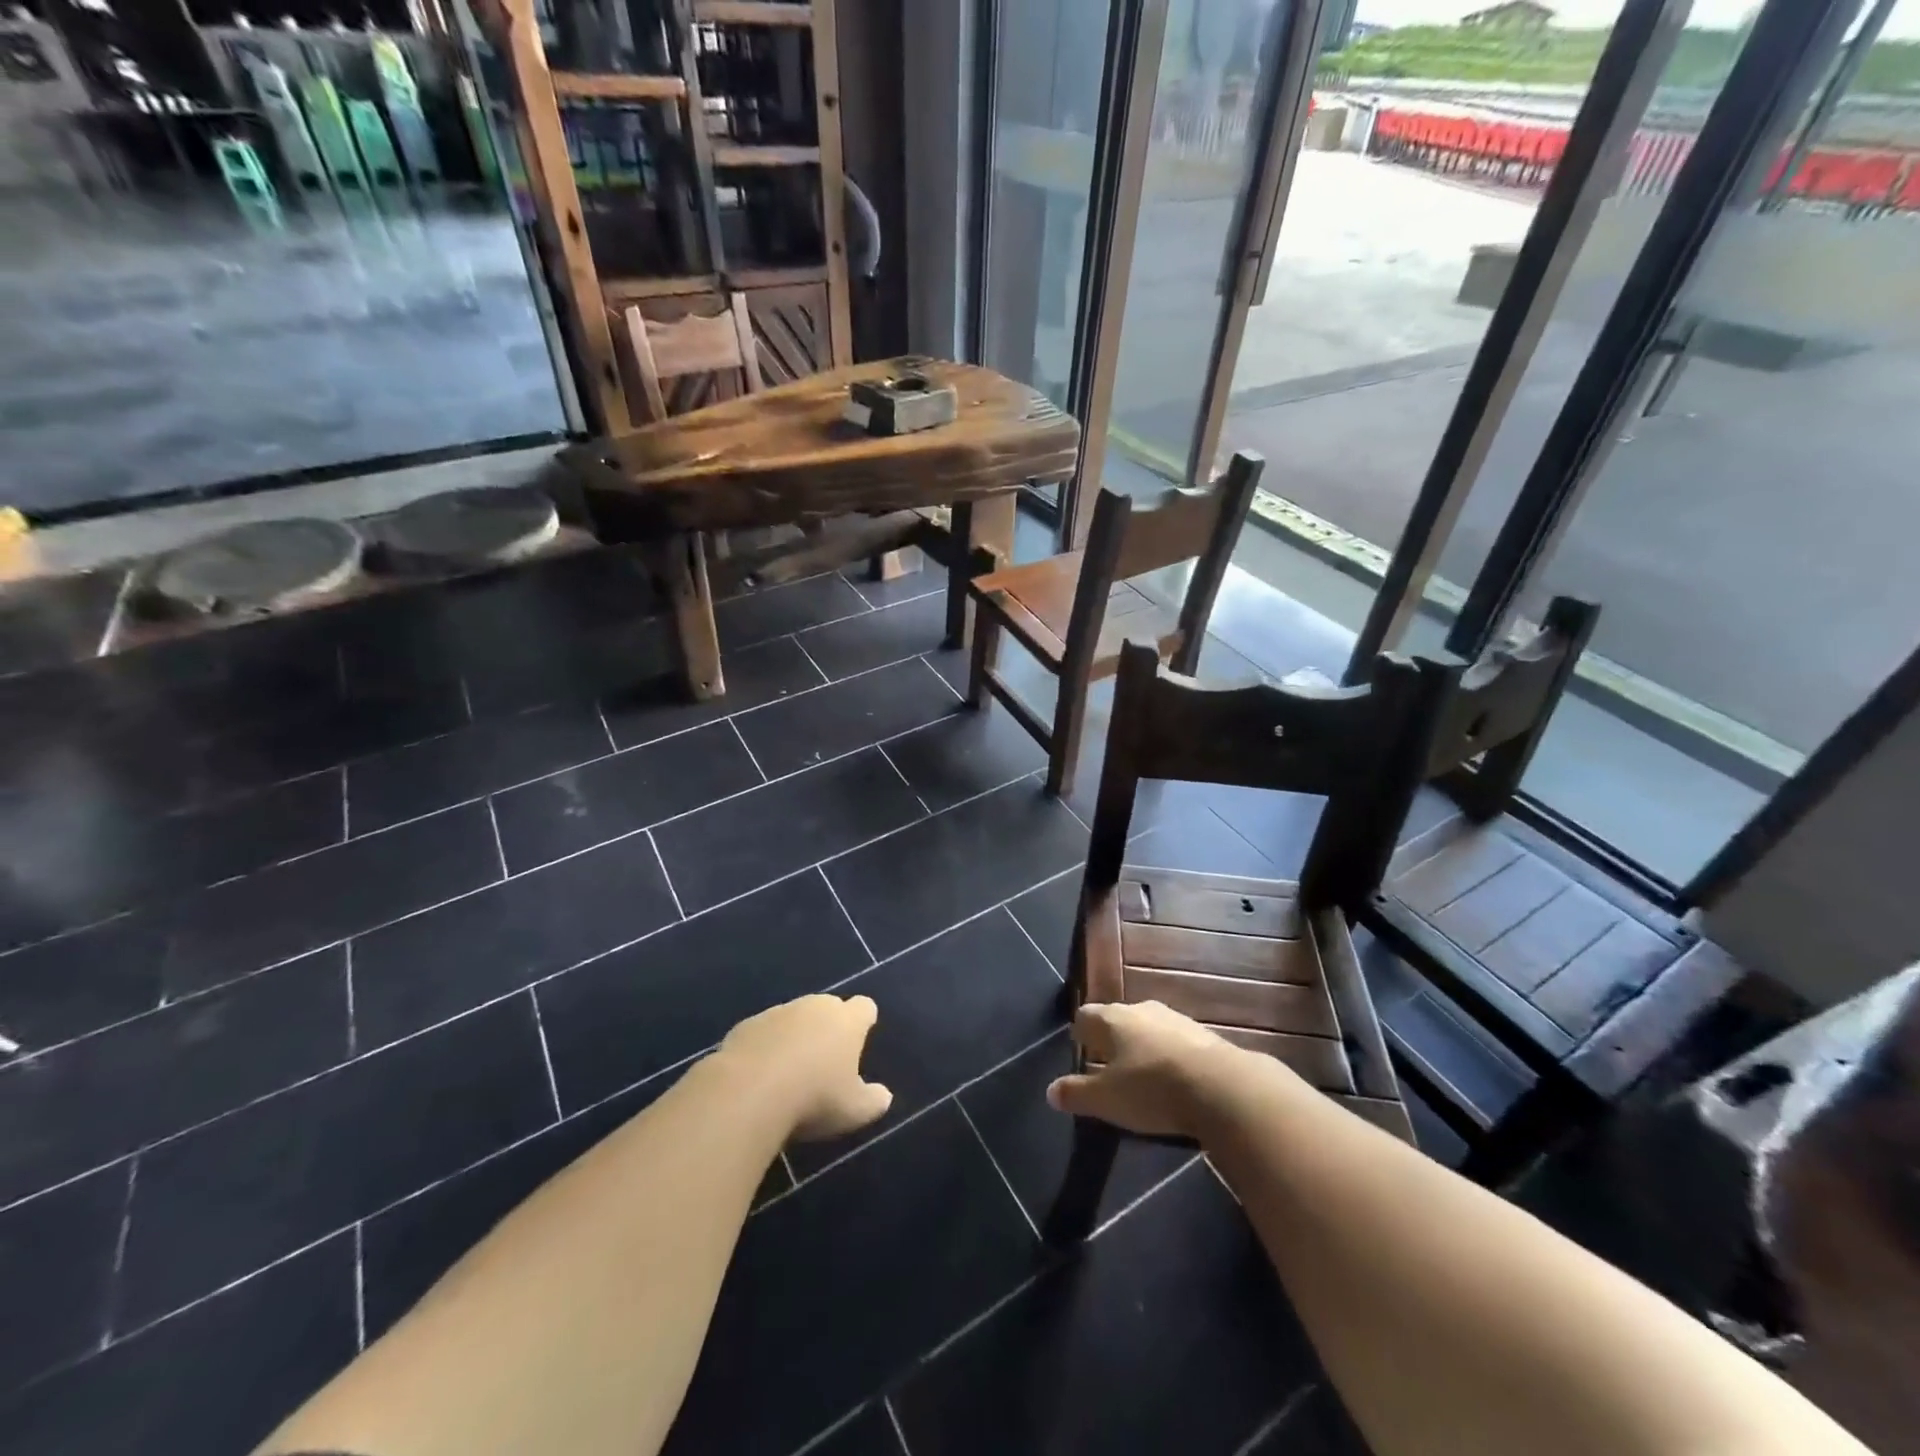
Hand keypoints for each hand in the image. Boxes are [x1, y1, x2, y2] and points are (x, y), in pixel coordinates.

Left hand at [718, 994, 892, 1141]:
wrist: (748, 1092)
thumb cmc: (814, 1098)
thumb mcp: (855, 1111)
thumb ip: (874, 1100)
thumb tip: (883, 1095)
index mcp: (846, 1020)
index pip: (864, 1007)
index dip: (864, 1021)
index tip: (860, 1041)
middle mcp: (814, 1006)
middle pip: (827, 1008)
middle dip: (828, 1028)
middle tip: (824, 1064)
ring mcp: (777, 1012)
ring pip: (793, 1019)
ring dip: (794, 1037)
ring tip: (788, 1075)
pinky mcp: (745, 1026)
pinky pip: (762, 1033)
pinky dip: (764, 1048)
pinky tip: (758, 1078)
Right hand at [1046, 1001, 1250, 1138]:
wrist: (1221, 1087)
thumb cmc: (1151, 1089)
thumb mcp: (1106, 1100)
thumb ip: (1076, 1094)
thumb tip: (1050, 1091)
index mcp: (1112, 1019)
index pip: (1085, 1015)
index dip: (1079, 1033)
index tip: (1079, 1051)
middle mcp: (1140, 1009)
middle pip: (1118, 1019)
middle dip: (1112, 1039)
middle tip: (1109, 1066)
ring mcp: (1175, 1019)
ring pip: (1149, 1028)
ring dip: (1143, 1047)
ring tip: (1142, 1075)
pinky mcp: (1203, 1035)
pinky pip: (1176, 1042)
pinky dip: (1170, 1056)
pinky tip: (1175, 1080)